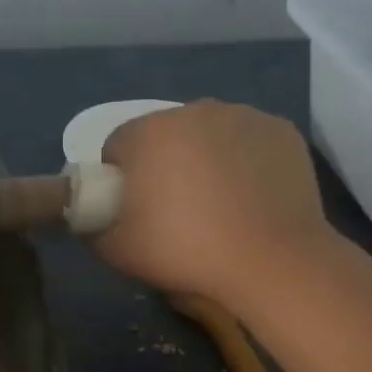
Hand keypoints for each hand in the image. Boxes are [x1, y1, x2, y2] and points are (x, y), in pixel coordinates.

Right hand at [95, 100, 333, 308]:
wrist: (271, 260)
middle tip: (176, 214)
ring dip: (205, 162)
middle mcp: (193, 110)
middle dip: (164, 166)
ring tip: (219, 208)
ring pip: (209, 136)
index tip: (134, 213)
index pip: (117, 147)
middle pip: (165, 137)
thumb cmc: (186, 252)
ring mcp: (243, 116)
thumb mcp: (118, 253)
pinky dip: (245, 163)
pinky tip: (251, 199)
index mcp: (147, 133)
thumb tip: (91, 219)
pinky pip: (248, 142)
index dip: (120, 181)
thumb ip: (92, 229)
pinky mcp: (280, 130)